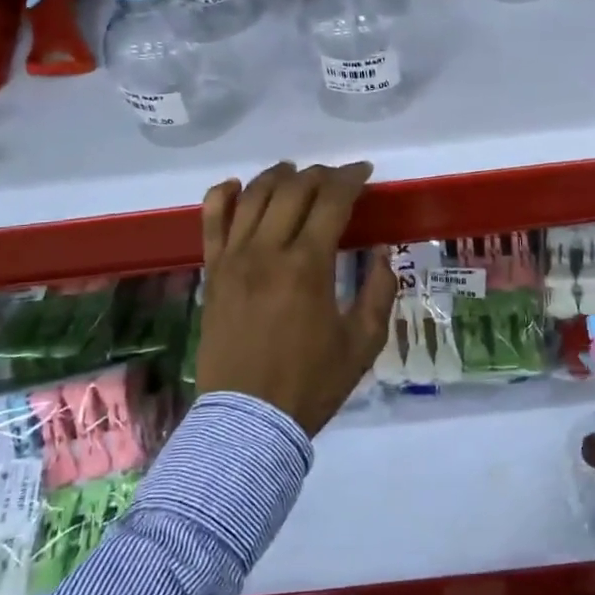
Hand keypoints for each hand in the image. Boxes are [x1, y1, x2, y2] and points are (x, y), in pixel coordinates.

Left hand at [195, 162, 396, 436]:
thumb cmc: (311, 384)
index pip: (331, 201)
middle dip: (321, 174)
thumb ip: (380, 292)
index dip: (351, 179)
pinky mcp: (212, 273)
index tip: (365, 173)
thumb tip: (382, 253)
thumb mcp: (363, 344)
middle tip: (339, 178)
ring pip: (253, 195)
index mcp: (307, 266)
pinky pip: (212, 220)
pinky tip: (239, 187)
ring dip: (279, 176)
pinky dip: (225, 195)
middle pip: (294, 189)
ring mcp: (233, 259)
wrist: (248, 421)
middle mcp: (267, 251)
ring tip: (296, 173)